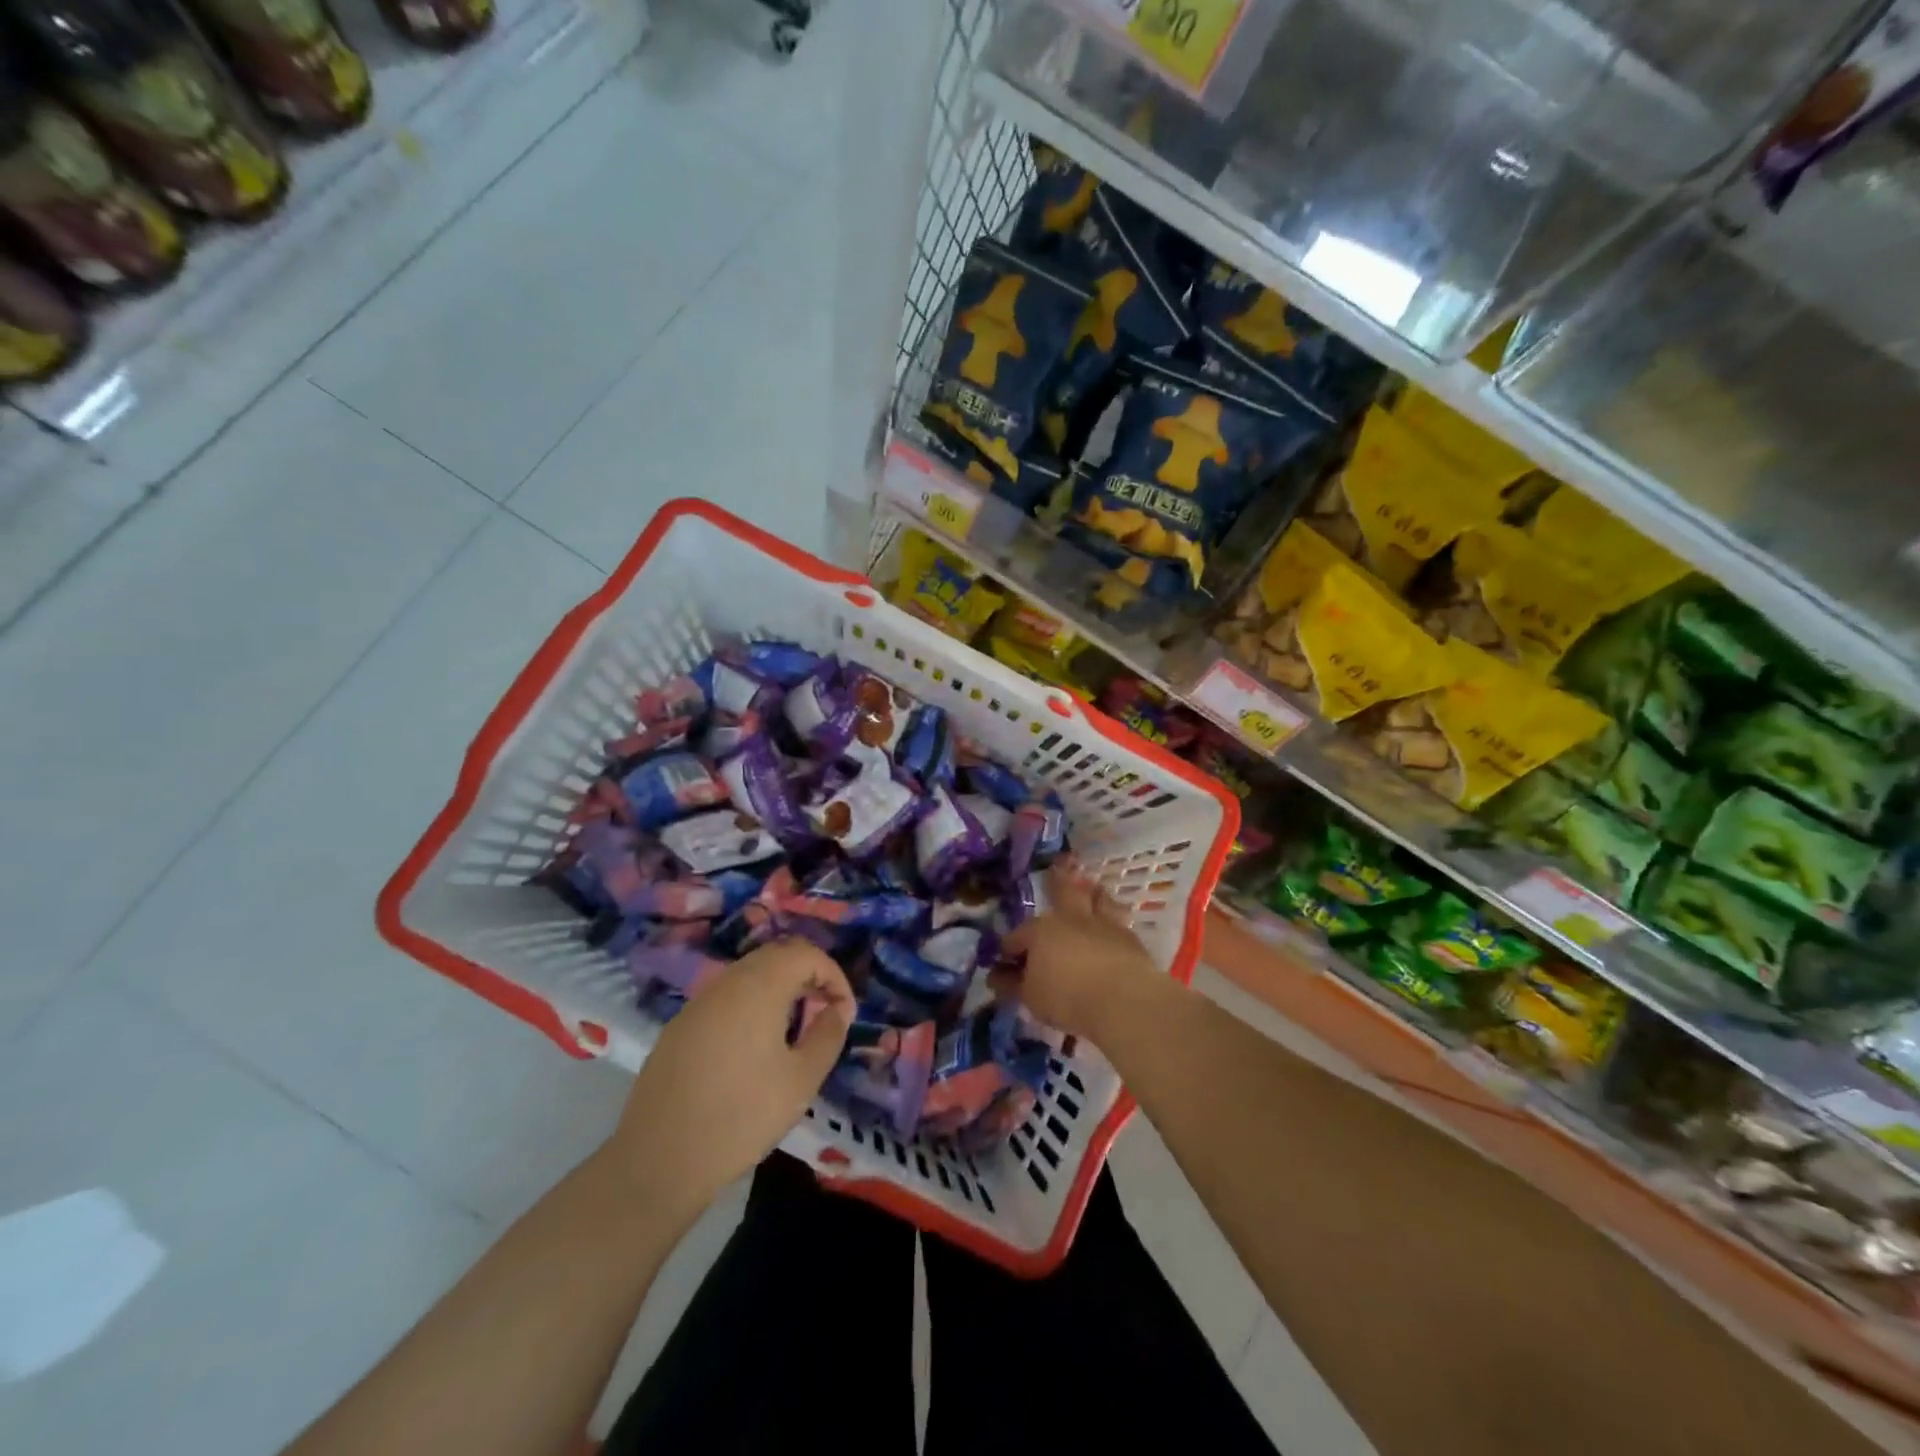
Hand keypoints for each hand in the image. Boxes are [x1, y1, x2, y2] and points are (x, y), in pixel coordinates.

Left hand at [606, 938, 853, 1220]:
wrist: (659, 1160)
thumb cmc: (741, 1116)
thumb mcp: (801, 1080)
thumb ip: (827, 1035)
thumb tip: (838, 1009)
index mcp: (759, 986)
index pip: (805, 954)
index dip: (833, 975)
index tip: (844, 1011)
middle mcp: (726, 982)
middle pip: (775, 956)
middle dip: (807, 975)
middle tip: (824, 1011)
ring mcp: (698, 1003)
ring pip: (748, 975)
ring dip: (778, 988)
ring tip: (794, 1029)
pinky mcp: (679, 1027)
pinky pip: (724, 998)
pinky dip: (750, 1005)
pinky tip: (753, 1047)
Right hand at [998, 862, 1162, 1040]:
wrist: (1123, 1000)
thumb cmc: (1067, 997)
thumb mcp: (1031, 997)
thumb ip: (1013, 985)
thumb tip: (998, 977)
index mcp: (1040, 931)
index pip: (1018, 937)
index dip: (1009, 948)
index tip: (1005, 960)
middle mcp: (1070, 918)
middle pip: (1061, 892)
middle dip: (1055, 881)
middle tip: (1056, 867)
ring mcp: (1102, 923)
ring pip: (1096, 898)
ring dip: (1091, 892)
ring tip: (1090, 887)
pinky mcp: (1129, 937)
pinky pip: (1118, 919)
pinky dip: (1112, 917)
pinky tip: (1112, 922)